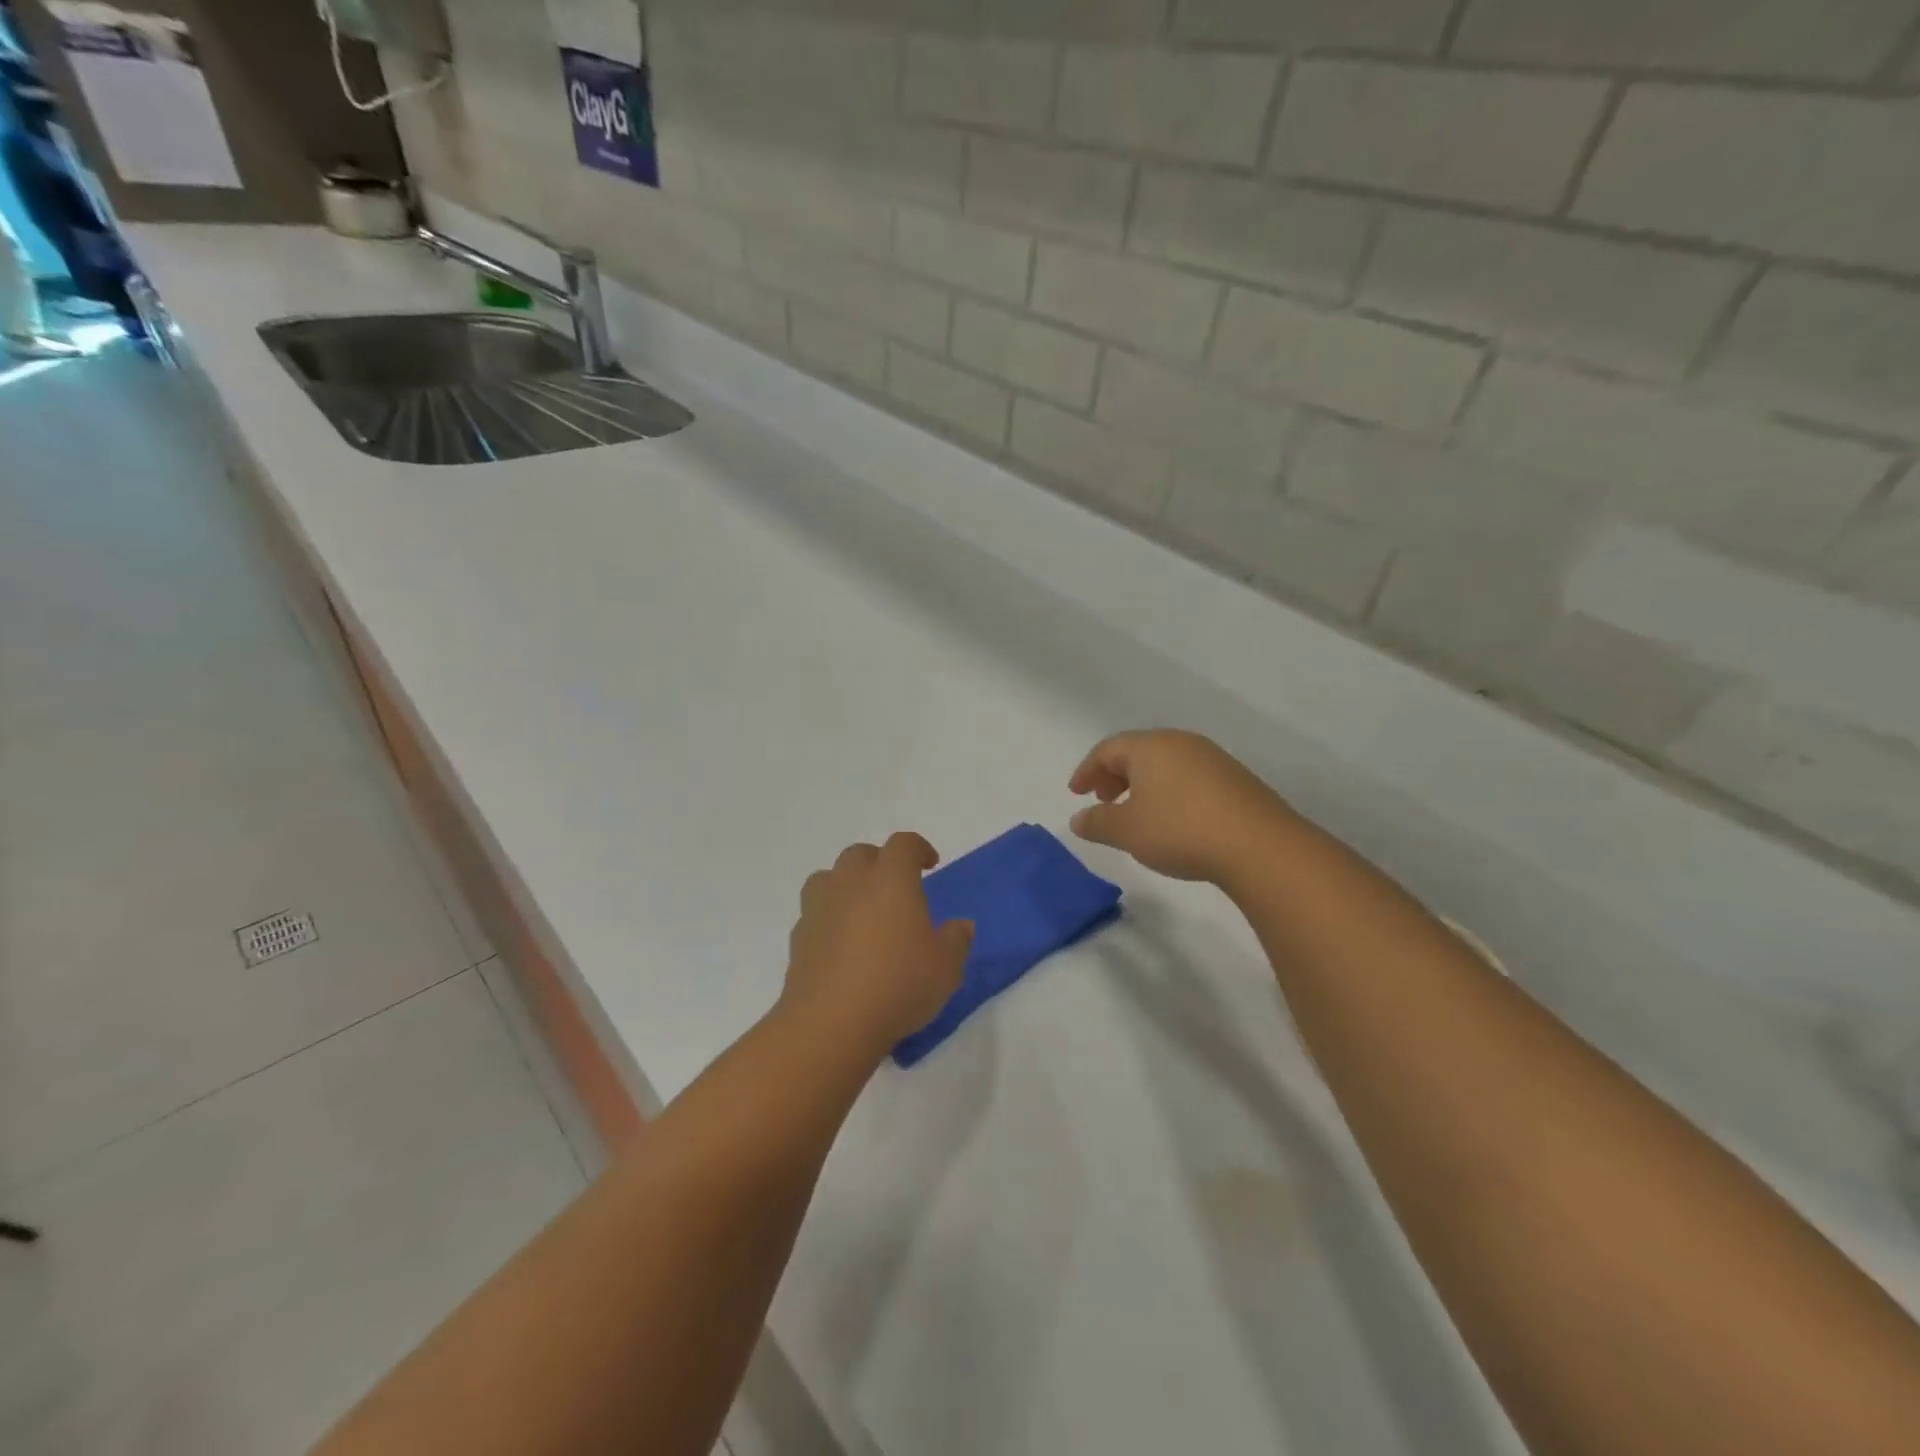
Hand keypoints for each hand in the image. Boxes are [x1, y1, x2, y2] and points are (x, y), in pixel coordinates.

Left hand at [781, 833, 972, 1057]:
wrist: (831, 1023)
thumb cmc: (898, 985)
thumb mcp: (946, 967)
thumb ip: (957, 940)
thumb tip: (961, 925)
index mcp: (891, 879)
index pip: (903, 844)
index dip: (918, 848)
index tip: (929, 864)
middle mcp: (851, 883)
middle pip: (861, 854)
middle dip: (880, 862)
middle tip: (896, 887)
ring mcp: (819, 908)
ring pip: (829, 877)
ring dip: (846, 884)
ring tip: (861, 909)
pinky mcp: (799, 937)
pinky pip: (814, 913)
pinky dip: (828, 918)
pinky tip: (840, 944)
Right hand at [1069, 729, 1295, 886]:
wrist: (1260, 846)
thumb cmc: (1180, 830)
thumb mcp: (1127, 831)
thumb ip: (1097, 822)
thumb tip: (1078, 819)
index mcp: (1150, 746)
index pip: (1107, 749)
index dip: (1087, 770)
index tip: (1076, 794)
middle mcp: (1181, 743)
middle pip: (1137, 752)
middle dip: (1114, 775)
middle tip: (1104, 801)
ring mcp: (1212, 759)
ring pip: (1165, 764)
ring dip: (1142, 784)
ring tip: (1136, 813)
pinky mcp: (1235, 779)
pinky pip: (1189, 777)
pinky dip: (1169, 791)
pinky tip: (1173, 819)